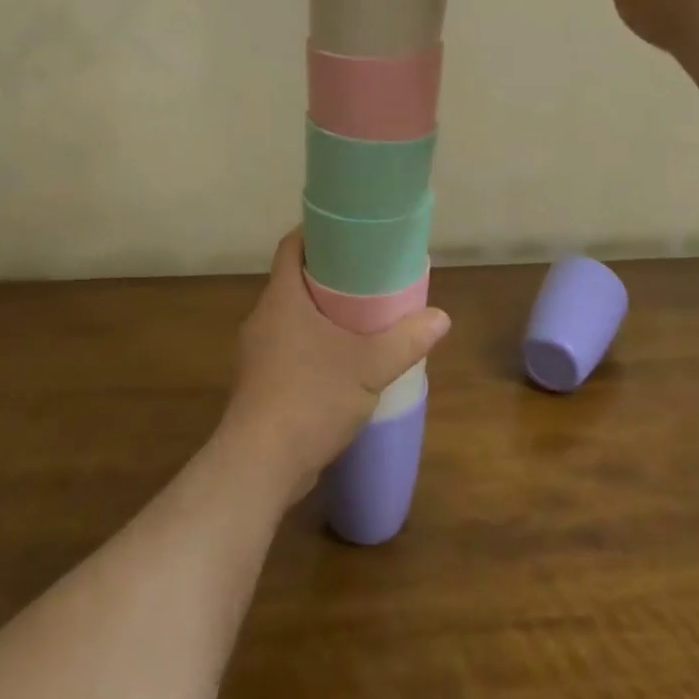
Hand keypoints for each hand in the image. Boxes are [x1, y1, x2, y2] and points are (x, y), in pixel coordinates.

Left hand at [221, 230, 449, 505]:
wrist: (259, 466)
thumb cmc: (310, 398)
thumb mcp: (369, 366)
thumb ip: (406, 340)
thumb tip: (441, 317)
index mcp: (281, 298)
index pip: (291, 246)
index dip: (315, 233)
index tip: (346, 232)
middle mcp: (263, 318)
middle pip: (293, 280)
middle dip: (327, 276)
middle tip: (366, 276)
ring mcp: (257, 354)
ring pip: (291, 318)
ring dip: (321, 314)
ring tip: (360, 319)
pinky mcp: (260, 385)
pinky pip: (288, 350)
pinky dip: (312, 346)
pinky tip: (340, 364)